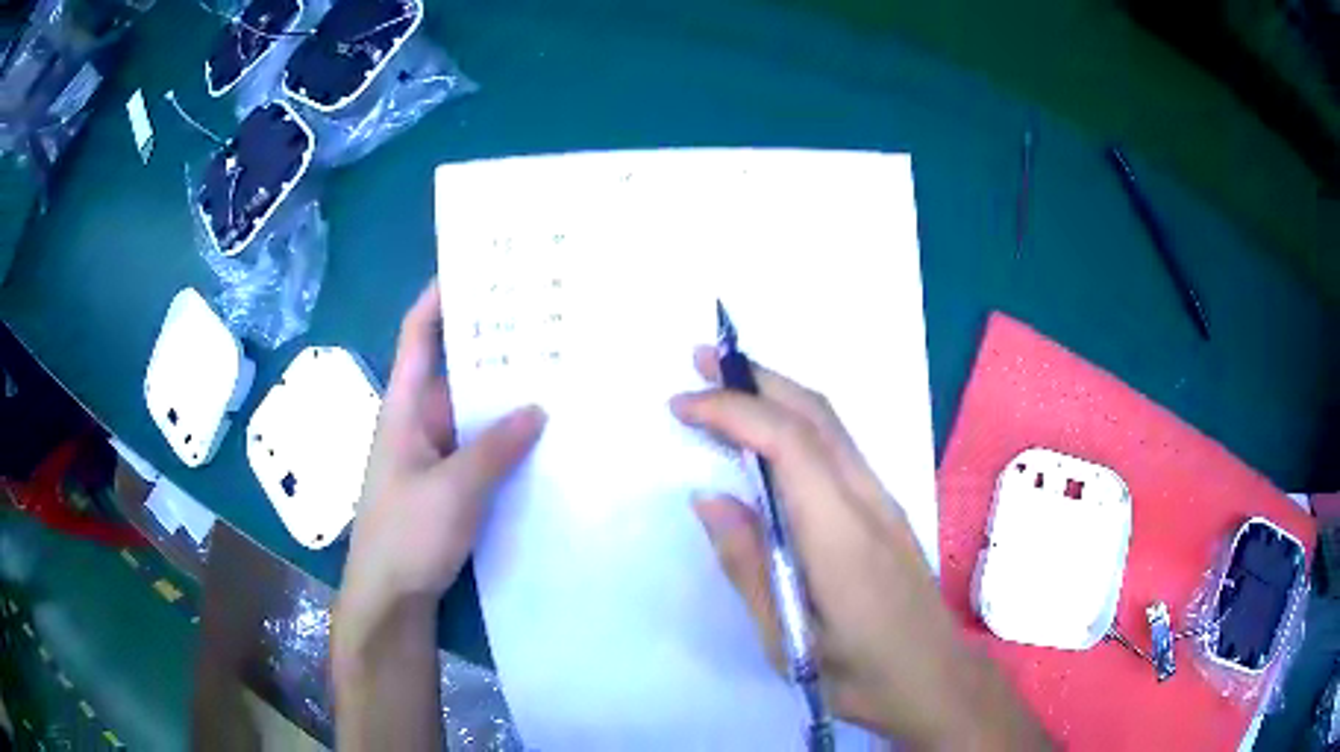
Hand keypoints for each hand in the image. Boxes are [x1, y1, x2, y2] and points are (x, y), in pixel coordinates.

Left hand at [337, 279, 546, 641]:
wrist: (392, 597)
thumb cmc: (406, 535)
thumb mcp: (452, 490)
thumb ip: (495, 447)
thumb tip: (538, 408)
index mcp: (404, 407)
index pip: (417, 335)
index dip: (439, 297)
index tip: (477, 267)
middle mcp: (420, 420)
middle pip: (455, 368)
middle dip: (493, 344)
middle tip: (545, 320)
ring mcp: (437, 453)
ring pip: (474, 410)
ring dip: (507, 394)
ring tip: (559, 369)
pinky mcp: (452, 483)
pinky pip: (483, 446)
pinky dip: (509, 436)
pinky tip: (547, 435)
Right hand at [671, 349, 1047, 749]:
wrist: (934, 680)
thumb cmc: (859, 675)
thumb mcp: (787, 639)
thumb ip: (748, 566)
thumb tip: (709, 498)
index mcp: (841, 536)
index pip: (789, 444)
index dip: (734, 411)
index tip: (682, 404)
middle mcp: (868, 501)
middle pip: (816, 414)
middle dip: (756, 377)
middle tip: (700, 360)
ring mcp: (884, 500)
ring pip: (831, 423)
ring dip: (776, 392)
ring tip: (725, 384)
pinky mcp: (887, 509)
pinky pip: (838, 446)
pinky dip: (796, 420)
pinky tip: (768, 434)